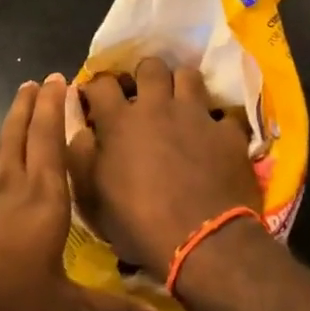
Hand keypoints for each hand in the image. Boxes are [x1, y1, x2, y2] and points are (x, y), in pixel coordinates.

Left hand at [0, 75, 166, 310]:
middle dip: (29, 105)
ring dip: (7, 129)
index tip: (58, 78)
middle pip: (18, 134)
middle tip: (34, 81)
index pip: (50, 140)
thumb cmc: (1, 298)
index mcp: (41, 199)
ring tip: (14, 119)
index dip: (54, 108)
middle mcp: (9, 187)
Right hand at [67, 58, 261, 276]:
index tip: (96, 100)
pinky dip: (218, 122)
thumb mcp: (93, 200)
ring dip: (182, 87)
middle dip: (145, 76)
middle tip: (144, 96)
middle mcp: (157, 107)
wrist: (203, 244)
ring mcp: (196, 116)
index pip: (101, 83)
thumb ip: (81, 159)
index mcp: (119, 122)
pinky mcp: (228, 133)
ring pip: (189, 76)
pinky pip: (225, 114)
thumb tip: (82, 132)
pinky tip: (216, 135)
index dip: (96, 87)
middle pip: (150, 66)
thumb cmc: (140, 225)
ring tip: (181, 105)